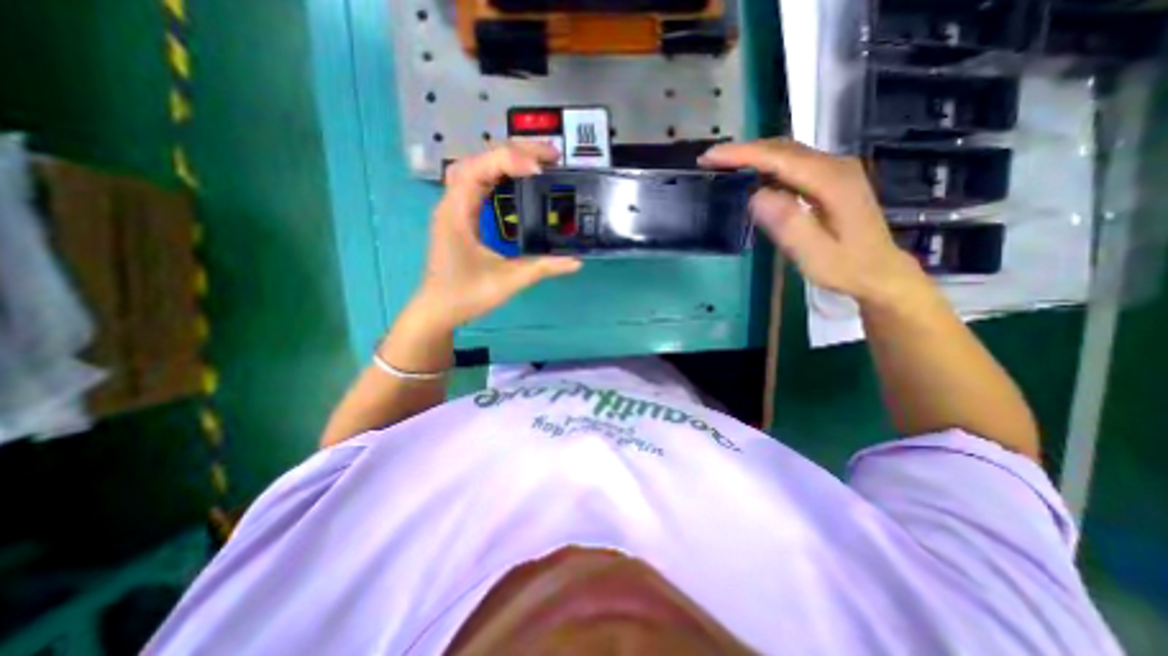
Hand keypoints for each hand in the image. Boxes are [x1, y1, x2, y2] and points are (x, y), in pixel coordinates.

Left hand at [415, 142, 587, 330]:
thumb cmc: (466, 296)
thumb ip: (542, 269)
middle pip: (478, 159)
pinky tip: (517, 179)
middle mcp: (452, 203)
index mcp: (456, 213)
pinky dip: (498, 174)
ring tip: (538, 162)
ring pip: (476, 167)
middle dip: (513, 151)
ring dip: (505, 159)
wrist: (438, 310)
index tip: (540, 170)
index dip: (509, 161)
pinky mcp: (461, 217)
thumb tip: (576, 262)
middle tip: (550, 156)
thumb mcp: (507, 281)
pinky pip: (478, 183)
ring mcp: (455, 208)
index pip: (478, 169)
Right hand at [696, 138, 927, 307]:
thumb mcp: (815, 254)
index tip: (710, 157)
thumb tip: (756, 196)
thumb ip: (789, 224)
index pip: (779, 158)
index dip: (742, 155)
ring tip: (723, 165)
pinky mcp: (829, 179)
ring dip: (753, 155)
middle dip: (743, 151)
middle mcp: (835, 166)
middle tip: (710, 160)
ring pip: (787, 152)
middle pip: (782, 148)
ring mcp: (834, 170)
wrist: (879, 271)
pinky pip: (792, 163)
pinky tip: (751, 175)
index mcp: (832, 181)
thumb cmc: (845, 267)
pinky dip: (766, 164)